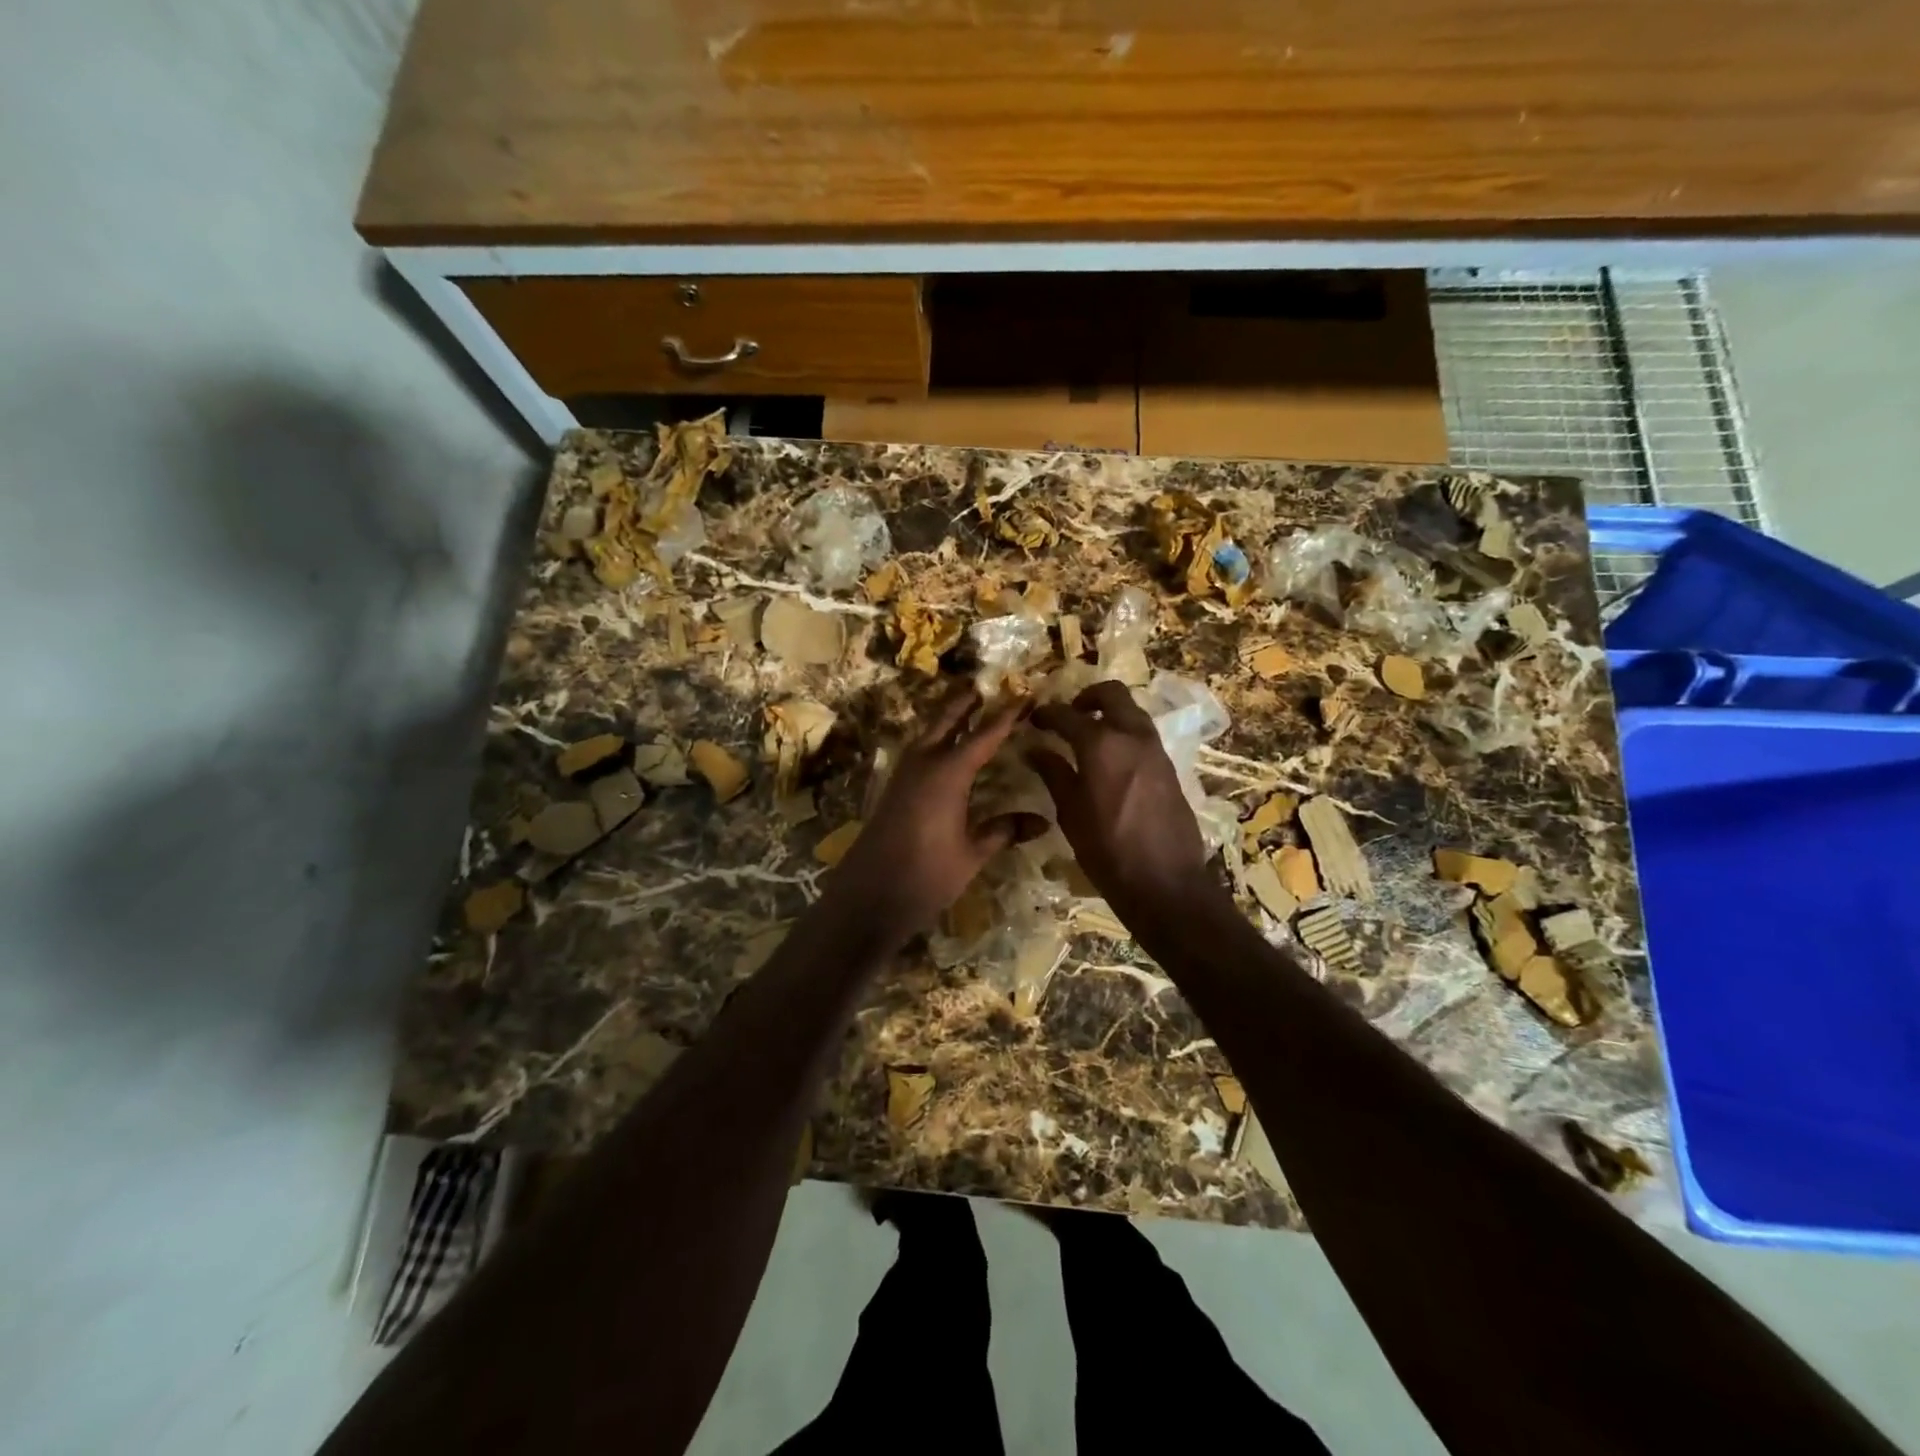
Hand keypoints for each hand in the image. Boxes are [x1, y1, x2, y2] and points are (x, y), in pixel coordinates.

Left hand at [823, 689, 1045, 940]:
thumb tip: (1042, 821)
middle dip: (966, 703)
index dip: (1006, 716)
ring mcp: (904, 774)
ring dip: (947, 719)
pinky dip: (935, 739)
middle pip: (946, 721)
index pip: (984, 735)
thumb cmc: (926, 875)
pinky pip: (919, 750)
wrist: (869, 895)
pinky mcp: (894, 788)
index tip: (1025, 696)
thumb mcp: (971, 854)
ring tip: (967, 710)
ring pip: (928, 733)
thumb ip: (1003, 831)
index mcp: (948, 773)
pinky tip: (944, 751)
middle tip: (985, 686)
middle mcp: (924, 764)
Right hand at [1027, 682, 1213, 914]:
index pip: (1067, 715)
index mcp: (1101, 744)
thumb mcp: (1070, 813)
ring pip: (1132, 711)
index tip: (1033, 719)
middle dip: (1087, 697)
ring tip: (1089, 736)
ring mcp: (1156, 749)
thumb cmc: (1107, 849)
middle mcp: (1132, 736)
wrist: (1165, 881)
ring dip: (1110, 713)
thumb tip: (1035, 750)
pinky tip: (1111, 759)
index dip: (1046, 714)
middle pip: (1112, 694)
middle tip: (1069, 715)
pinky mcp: (1169, 766)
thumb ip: (1054, 773)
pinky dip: (1125, 732)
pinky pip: (1144, 734)